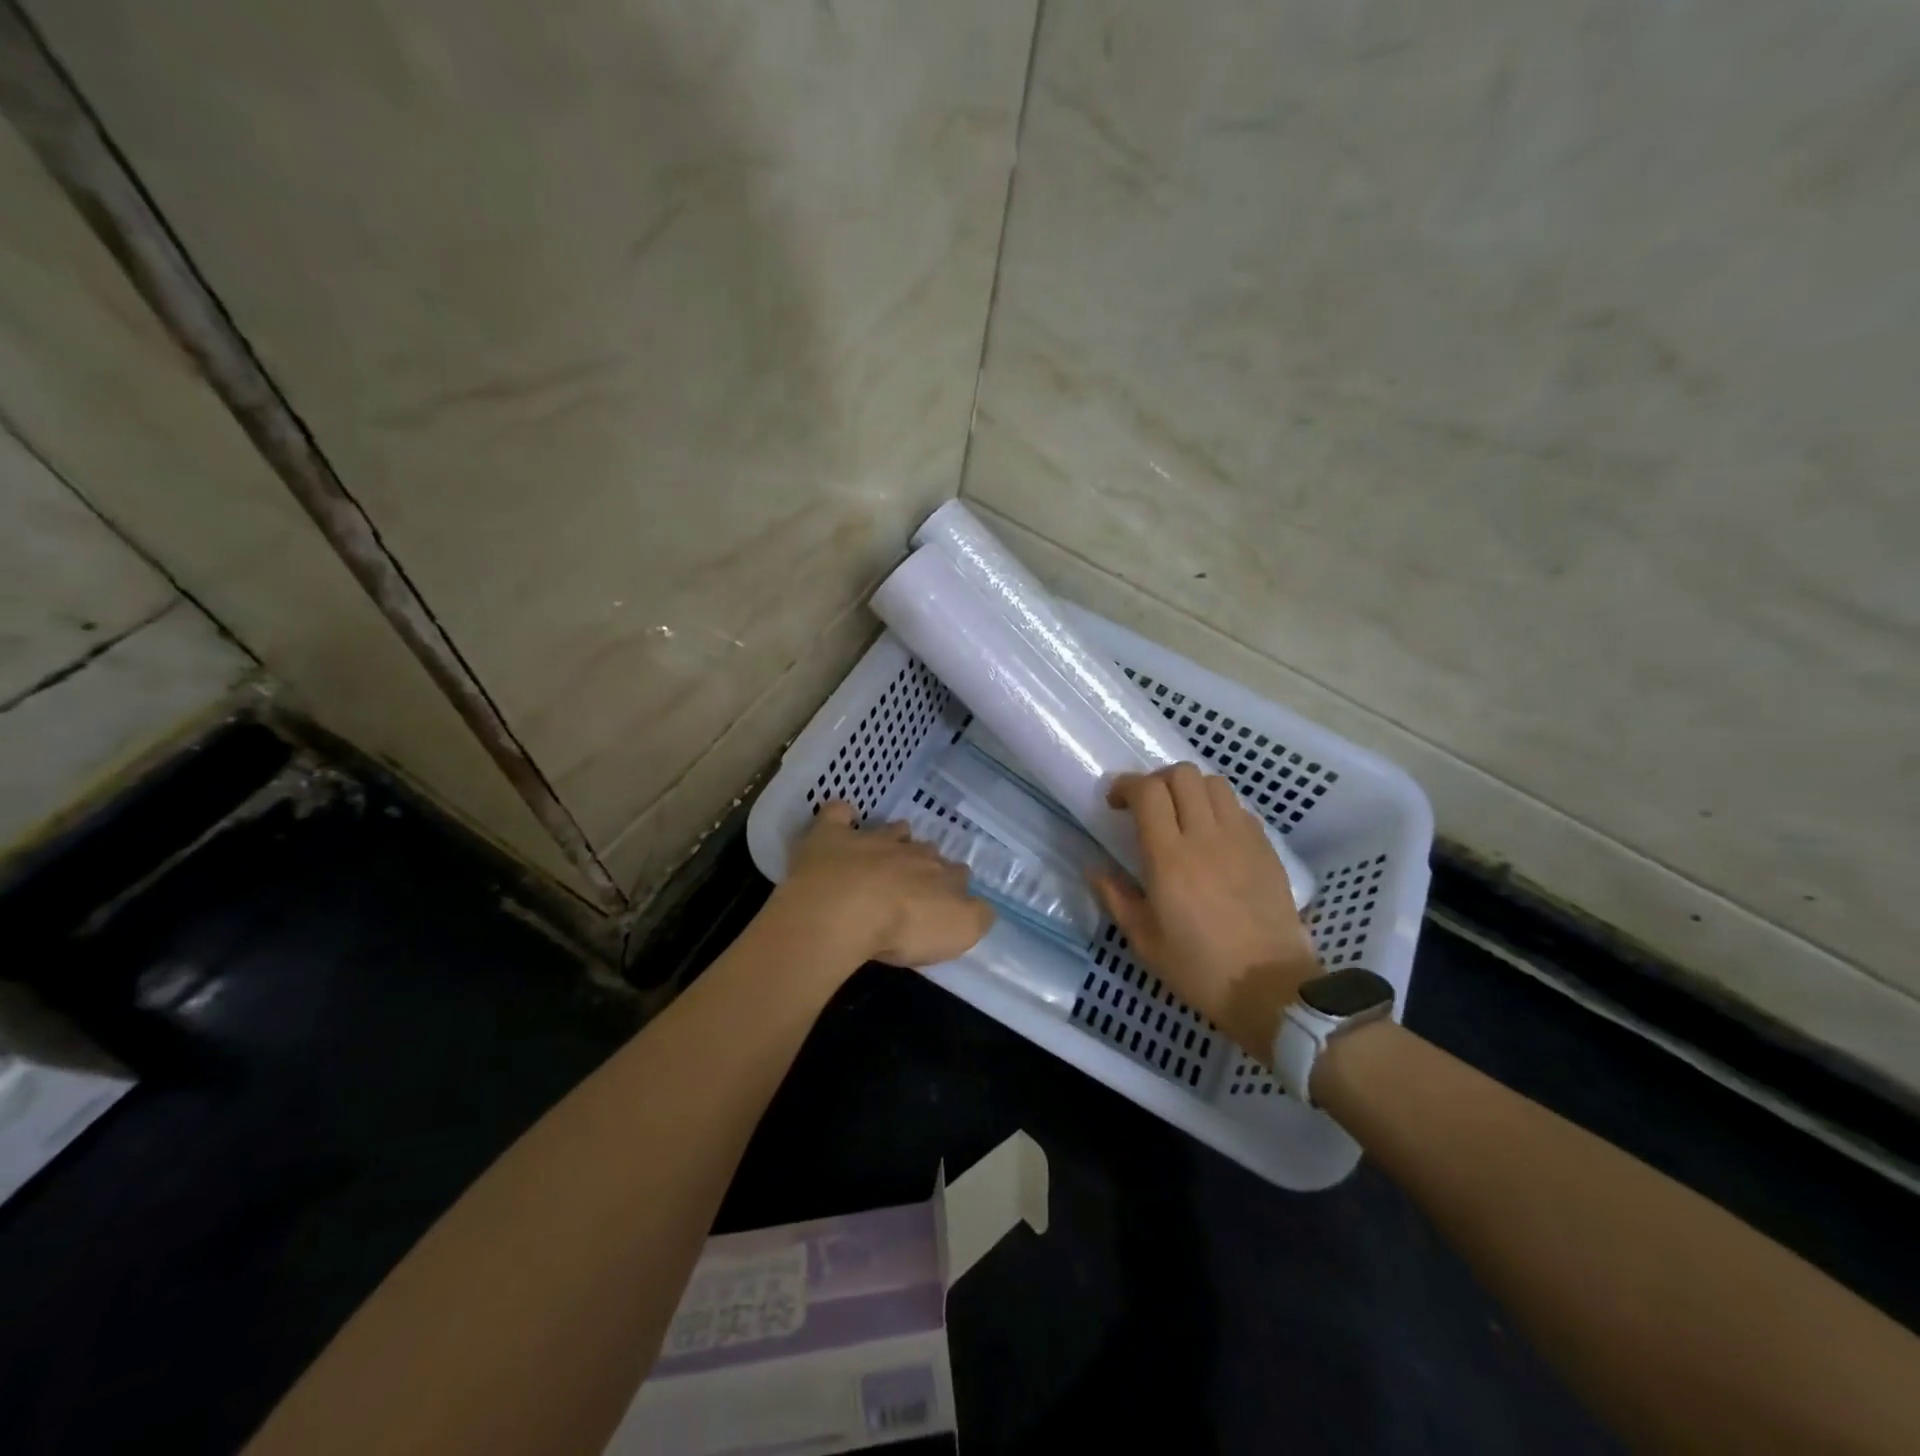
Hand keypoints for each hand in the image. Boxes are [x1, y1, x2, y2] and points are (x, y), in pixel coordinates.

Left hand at [770, 802, 993, 968]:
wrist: (844, 910)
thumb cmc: (903, 927)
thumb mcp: (958, 932)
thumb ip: (976, 917)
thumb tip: (982, 907)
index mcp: (941, 876)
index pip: (958, 874)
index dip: (955, 884)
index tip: (948, 898)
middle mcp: (910, 853)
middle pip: (926, 850)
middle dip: (925, 860)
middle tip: (915, 880)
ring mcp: (870, 840)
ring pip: (891, 830)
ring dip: (894, 836)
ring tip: (888, 847)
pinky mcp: (832, 837)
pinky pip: (838, 814)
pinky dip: (841, 813)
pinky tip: (842, 816)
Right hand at [1092, 764, 1320, 1060]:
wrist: (1270, 989)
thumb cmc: (1199, 968)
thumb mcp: (1144, 940)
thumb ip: (1116, 897)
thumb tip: (1095, 870)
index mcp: (1169, 857)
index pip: (1148, 792)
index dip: (1126, 786)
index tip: (1115, 803)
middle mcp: (1206, 836)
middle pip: (1183, 774)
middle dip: (1158, 780)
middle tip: (1147, 806)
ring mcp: (1242, 839)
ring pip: (1215, 783)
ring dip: (1191, 789)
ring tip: (1182, 815)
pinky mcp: (1267, 850)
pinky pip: (1240, 809)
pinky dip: (1220, 810)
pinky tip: (1214, 837)